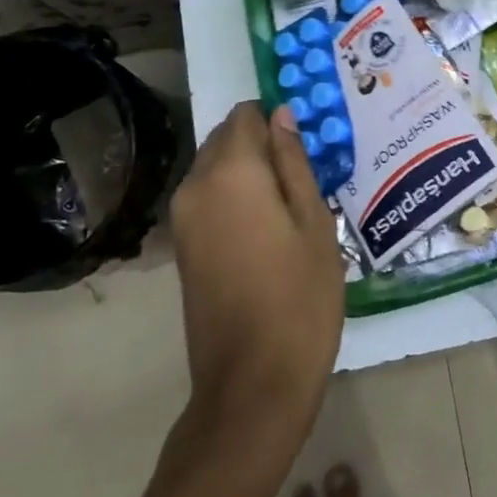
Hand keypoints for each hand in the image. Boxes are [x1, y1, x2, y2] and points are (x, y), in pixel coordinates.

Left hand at [169, 102, 343, 448]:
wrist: (253, 381)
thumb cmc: (299, 296)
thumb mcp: (314, 221)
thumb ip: (294, 161)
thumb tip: (281, 115)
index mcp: (231, 171)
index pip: (247, 115)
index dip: (277, 118)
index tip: (307, 141)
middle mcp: (196, 184)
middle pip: (226, 138)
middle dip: (261, 143)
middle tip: (304, 170)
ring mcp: (183, 217)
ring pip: (215, 167)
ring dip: (248, 170)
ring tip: (290, 199)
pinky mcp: (182, 245)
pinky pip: (208, 197)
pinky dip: (234, 195)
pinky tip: (268, 224)